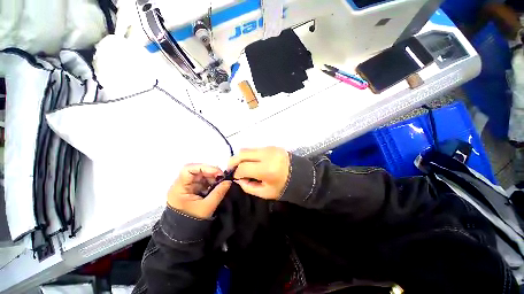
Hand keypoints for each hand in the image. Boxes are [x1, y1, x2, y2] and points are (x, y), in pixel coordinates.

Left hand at [167, 164, 230, 218]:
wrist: (184, 235)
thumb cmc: (192, 221)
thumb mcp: (207, 207)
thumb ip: (219, 192)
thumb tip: (229, 181)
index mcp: (179, 188)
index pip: (188, 169)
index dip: (204, 167)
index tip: (217, 172)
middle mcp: (182, 184)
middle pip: (196, 171)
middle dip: (211, 172)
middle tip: (222, 177)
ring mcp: (188, 186)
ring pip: (201, 174)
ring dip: (212, 176)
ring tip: (221, 182)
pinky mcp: (193, 189)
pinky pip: (203, 180)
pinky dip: (211, 181)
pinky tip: (217, 185)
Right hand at [227, 147, 289, 199]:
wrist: (301, 175)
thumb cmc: (283, 187)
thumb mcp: (265, 193)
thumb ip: (248, 187)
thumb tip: (239, 179)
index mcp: (266, 169)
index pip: (243, 167)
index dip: (236, 173)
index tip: (235, 177)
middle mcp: (267, 155)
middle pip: (242, 153)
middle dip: (233, 161)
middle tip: (231, 168)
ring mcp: (269, 148)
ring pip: (247, 149)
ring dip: (241, 157)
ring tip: (241, 165)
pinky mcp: (271, 146)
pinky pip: (255, 148)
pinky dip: (250, 155)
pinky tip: (252, 161)